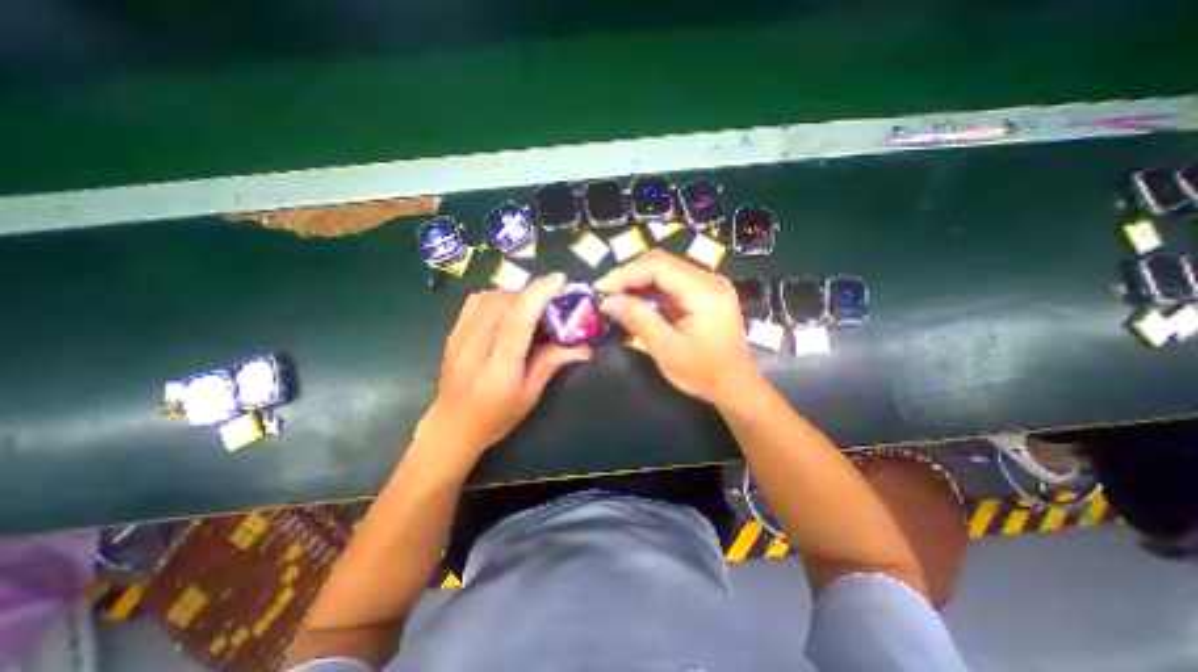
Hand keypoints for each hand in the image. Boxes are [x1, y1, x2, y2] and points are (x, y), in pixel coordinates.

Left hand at [418, 273, 593, 455]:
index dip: (539, 294)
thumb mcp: (530, 395)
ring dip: (514, 295)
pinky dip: (496, 297)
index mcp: (498, 370)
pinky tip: (507, 311)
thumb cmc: (497, 417)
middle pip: (502, 302)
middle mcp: (474, 349)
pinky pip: (475, 301)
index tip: (559, 280)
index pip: (517, 321)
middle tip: (549, 304)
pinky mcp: (452, 333)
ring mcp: (458, 338)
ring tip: (529, 308)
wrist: (452, 426)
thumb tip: (584, 347)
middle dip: (530, 294)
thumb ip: (552, 363)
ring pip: (488, 297)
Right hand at [600, 248, 754, 401]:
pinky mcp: (703, 294)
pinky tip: (634, 301)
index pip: (659, 266)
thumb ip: (639, 321)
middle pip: (662, 263)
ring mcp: (708, 285)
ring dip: (637, 282)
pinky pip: (671, 283)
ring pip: (665, 271)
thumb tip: (607, 301)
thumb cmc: (705, 374)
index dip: (626, 273)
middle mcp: (709, 280)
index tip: (600, 289)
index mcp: (705, 292)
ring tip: (614, 298)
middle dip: (629, 276)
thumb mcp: (668, 350)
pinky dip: (649, 290)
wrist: (736, 386)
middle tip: (605, 294)